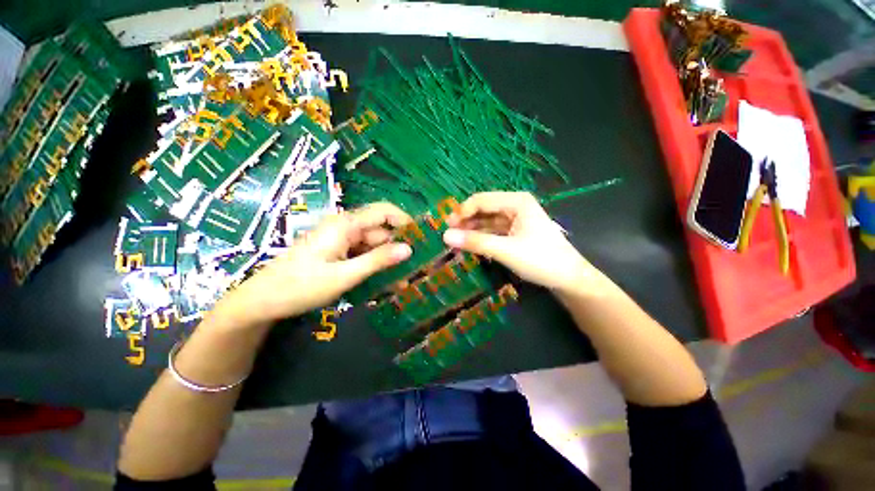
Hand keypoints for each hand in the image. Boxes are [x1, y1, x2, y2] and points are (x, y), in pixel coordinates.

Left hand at [217, 203, 412, 324]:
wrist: (263, 301)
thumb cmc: (301, 286)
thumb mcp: (344, 275)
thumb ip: (378, 261)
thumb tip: (408, 249)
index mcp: (346, 224)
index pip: (384, 211)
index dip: (404, 221)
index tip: (421, 238)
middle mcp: (345, 227)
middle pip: (381, 230)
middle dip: (398, 247)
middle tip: (416, 268)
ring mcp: (341, 239)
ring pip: (373, 245)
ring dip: (387, 260)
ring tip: (403, 280)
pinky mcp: (338, 251)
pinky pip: (363, 254)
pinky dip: (374, 265)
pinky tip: (384, 281)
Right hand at [443, 192, 603, 292]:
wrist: (568, 279)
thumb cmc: (540, 260)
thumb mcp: (505, 250)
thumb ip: (475, 242)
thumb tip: (444, 236)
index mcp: (516, 201)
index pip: (481, 200)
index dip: (462, 211)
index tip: (447, 227)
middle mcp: (515, 206)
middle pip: (483, 209)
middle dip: (466, 221)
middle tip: (448, 236)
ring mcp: (516, 219)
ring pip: (487, 221)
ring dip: (472, 230)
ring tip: (456, 242)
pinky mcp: (516, 232)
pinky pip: (493, 231)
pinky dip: (482, 237)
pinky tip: (471, 245)